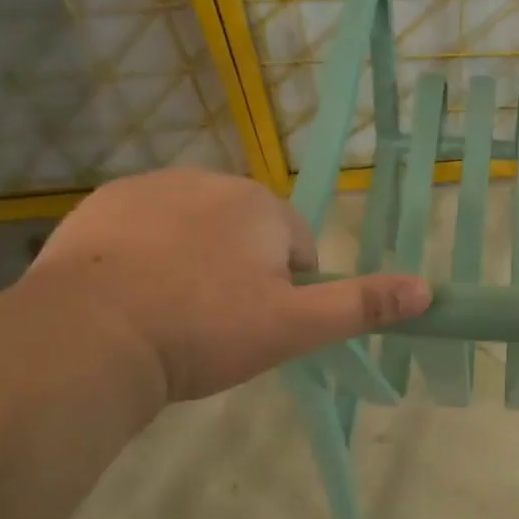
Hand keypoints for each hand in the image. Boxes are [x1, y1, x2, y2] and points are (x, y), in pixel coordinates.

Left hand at [25, 169, 430, 400]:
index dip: (286, 289)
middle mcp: (207, 180)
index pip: (296, 245)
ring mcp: (147, 188)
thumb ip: (362, 305)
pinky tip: (132, 298)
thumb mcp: (294, 326)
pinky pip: (144, 230)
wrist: (90, 338)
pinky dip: (147, 256)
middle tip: (216, 323)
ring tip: (173, 314)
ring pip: (195, 229)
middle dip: (241, 271)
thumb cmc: (205, 329)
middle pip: (245, 232)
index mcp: (259, 204)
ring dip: (195, 262)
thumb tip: (428, 289)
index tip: (258, 324)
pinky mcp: (99, 207)